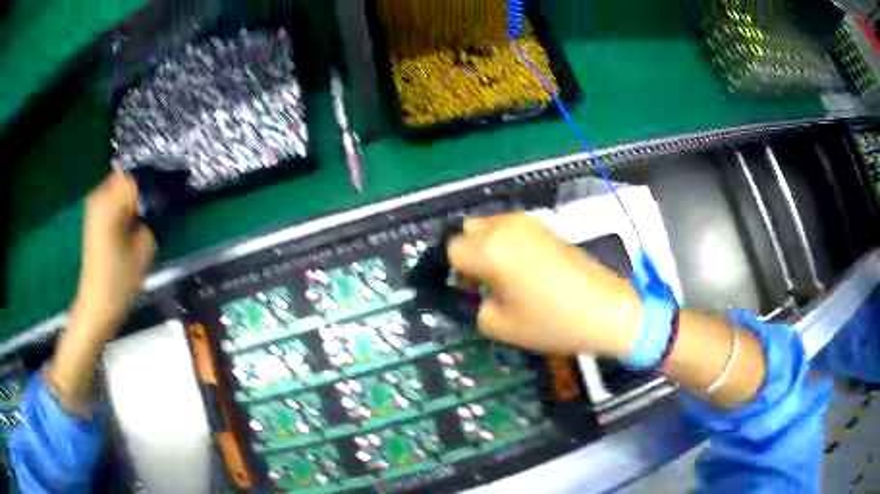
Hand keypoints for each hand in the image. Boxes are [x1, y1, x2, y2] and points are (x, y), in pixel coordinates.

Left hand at [69, 171, 156, 341]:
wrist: (96, 306)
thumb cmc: (119, 281)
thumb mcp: (144, 248)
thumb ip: (153, 220)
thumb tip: (158, 205)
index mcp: (109, 200)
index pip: (138, 177)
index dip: (154, 187)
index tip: (164, 203)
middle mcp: (99, 196)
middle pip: (128, 179)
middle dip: (143, 190)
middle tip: (156, 211)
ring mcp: (94, 207)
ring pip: (120, 189)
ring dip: (134, 199)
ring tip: (146, 219)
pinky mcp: (93, 219)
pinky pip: (113, 201)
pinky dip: (124, 207)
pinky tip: (133, 225)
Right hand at [447, 214, 642, 357]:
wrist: (605, 309)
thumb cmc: (551, 322)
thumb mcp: (499, 326)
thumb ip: (476, 305)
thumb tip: (479, 290)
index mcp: (490, 249)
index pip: (452, 249)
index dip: (457, 271)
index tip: (472, 290)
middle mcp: (506, 227)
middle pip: (469, 229)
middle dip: (470, 252)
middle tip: (487, 280)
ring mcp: (530, 223)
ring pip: (492, 225)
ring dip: (489, 245)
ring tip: (508, 275)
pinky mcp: (548, 226)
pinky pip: (513, 228)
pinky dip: (509, 242)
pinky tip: (528, 268)